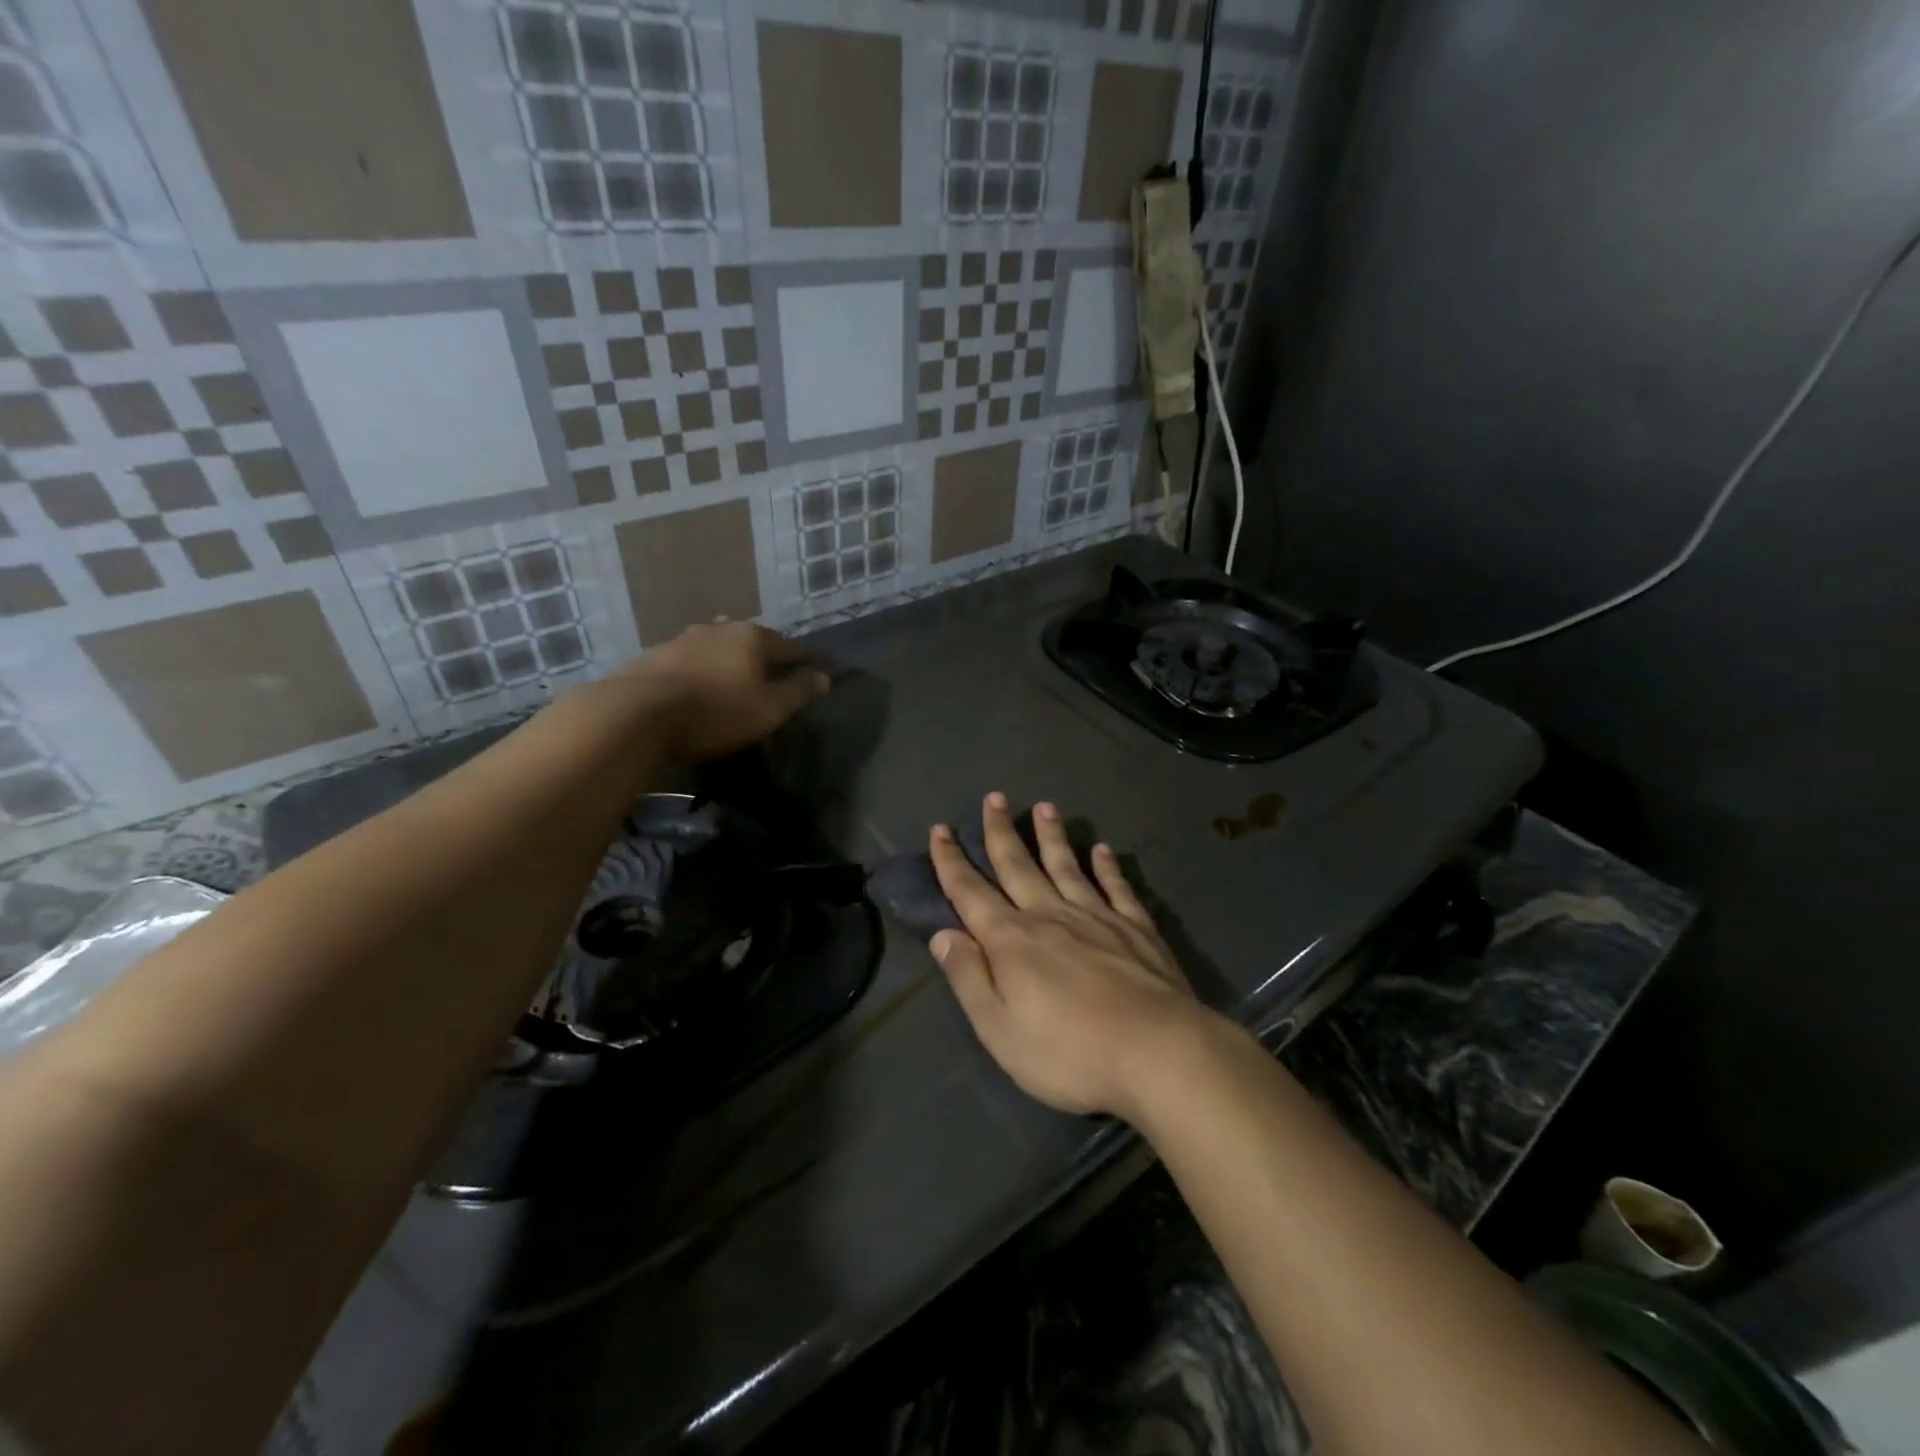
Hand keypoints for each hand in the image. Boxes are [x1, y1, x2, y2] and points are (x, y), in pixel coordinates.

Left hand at [623, 621, 829, 762]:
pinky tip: (696, 685)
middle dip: (763, 655)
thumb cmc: (716, 712)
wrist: (637, 714)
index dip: (805, 660)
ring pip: (717, 646)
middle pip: (751, 640)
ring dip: (728, 659)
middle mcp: (720, 629)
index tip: (814, 670)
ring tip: (732, 678)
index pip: (790, 646)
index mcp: (753, 637)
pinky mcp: (654, 656)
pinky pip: (689, 660)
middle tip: (771, 675)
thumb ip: (799, 691)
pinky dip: (700, 669)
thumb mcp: (770, 709)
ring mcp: (683, 639)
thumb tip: (823, 676)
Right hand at [928, 794, 1219, 1122]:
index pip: (970, 892)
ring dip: (1052, 837)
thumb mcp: (1000, 1029)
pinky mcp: (1136, 928)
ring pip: (1066, 866)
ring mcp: (1097, 917)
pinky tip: (1103, 851)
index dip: (951, 862)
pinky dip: (1107, 867)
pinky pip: (1116, 888)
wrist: (1158, 1053)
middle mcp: (1050, 916)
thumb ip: (969, 978)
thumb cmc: (1069, 1052)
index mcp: (1011, 941)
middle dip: (1001, 832)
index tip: (940, 830)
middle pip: (1018, 866)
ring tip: (1045, 808)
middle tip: (994, 798)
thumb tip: (943, 934)